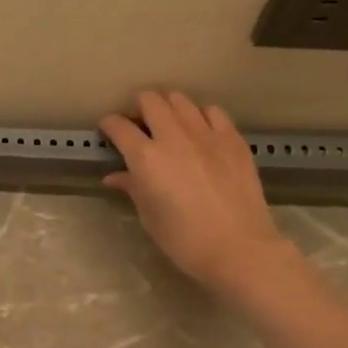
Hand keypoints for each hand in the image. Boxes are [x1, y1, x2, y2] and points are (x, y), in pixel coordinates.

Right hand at [100, 91, 291, 293]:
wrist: (239, 248)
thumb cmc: (184, 239)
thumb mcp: (149, 215)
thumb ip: (132, 187)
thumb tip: (115, 176)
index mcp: (146, 158)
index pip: (119, 127)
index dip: (109, 125)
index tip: (108, 131)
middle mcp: (174, 137)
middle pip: (150, 100)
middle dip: (138, 107)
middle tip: (139, 125)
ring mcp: (206, 134)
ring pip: (181, 100)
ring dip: (168, 107)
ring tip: (169, 124)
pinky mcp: (233, 139)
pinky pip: (212, 112)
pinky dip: (200, 115)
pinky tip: (200, 131)